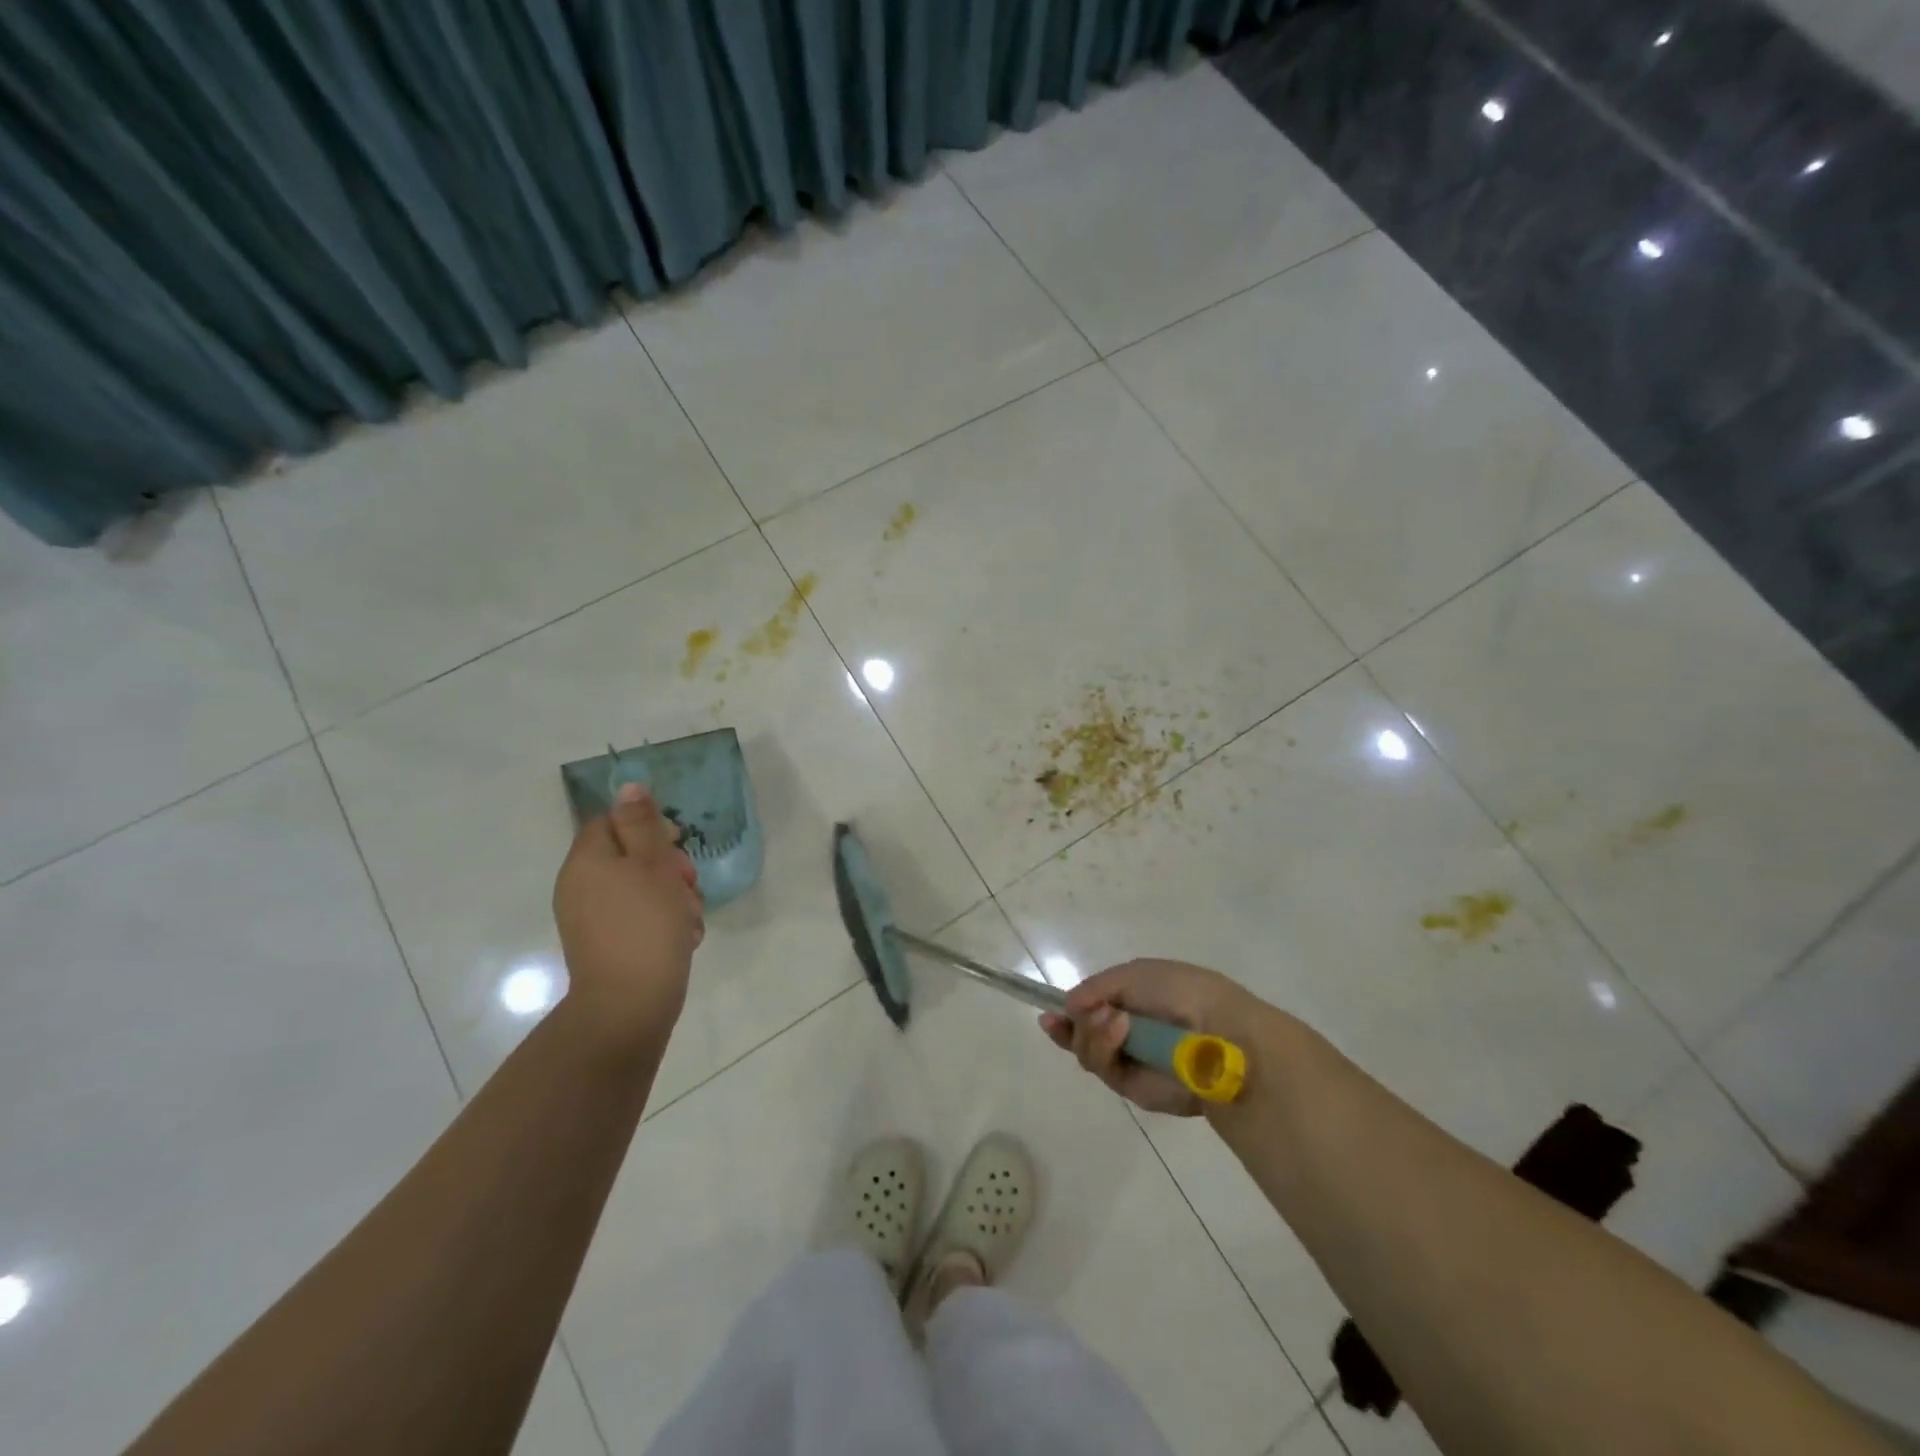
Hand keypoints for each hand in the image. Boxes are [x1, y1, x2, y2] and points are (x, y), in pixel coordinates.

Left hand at [552, 784, 704, 1045]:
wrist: (630, 1004)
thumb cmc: (646, 924)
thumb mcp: (653, 864)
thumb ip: (643, 823)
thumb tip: (628, 786)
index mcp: (587, 860)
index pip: (613, 821)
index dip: (648, 826)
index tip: (676, 843)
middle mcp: (581, 885)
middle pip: (631, 855)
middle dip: (669, 866)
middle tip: (688, 884)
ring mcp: (592, 918)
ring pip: (641, 888)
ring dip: (673, 896)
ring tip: (689, 918)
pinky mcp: (608, 945)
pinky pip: (638, 918)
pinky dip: (663, 922)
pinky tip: (683, 938)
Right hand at [1040, 958, 1273, 1115]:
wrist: (1220, 1032)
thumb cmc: (1182, 992)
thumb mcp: (1135, 974)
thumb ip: (1097, 987)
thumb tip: (1067, 1005)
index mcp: (1135, 1001)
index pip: (1092, 1009)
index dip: (1068, 1013)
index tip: (1048, 1015)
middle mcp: (1130, 1032)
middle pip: (1082, 1034)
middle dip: (1077, 1023)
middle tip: (1088, 1013)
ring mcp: (1132, 1061)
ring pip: (1087, 1052)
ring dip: (1091, 1033)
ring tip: (1113, 1021)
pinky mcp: (1136, 1089)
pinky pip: (1104, 1070)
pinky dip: (1104, 1048)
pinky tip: (1118, 1030)